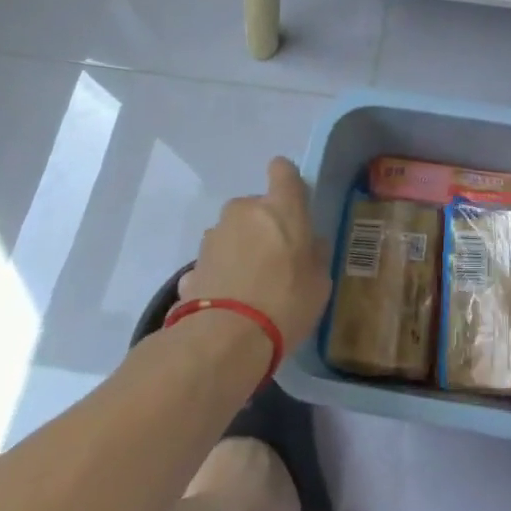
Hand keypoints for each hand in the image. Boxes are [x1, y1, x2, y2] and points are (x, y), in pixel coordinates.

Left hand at [182, 158, 330, 351]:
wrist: (224, 340)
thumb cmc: (286, 302)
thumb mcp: (319, 282)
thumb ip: (315, 254)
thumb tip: (310, 244)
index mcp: (281, 207)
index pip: (283, 170)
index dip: (287, 180)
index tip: (293, 202)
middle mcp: (243, 211)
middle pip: (256, 206)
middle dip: (263, 225)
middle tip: (275, 258)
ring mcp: (213, 237)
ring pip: (232, 232)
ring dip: (240, 248)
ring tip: (250, 286)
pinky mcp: (191, 265)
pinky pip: (215, 261)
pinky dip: (221, 273)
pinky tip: (228, 303)